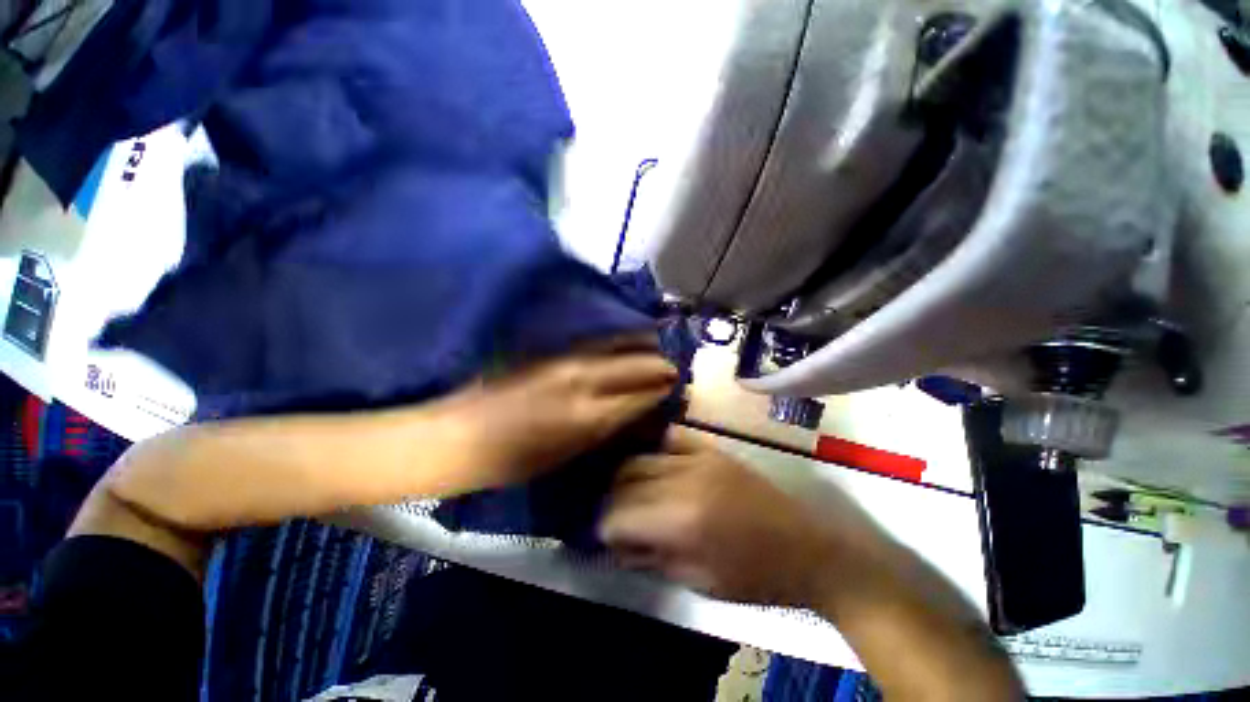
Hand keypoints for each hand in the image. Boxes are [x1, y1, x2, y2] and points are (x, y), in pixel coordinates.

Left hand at [436, 335, 677, 487]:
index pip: (641, 393)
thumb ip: (605, 426)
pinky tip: (625, 339)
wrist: (459, 434)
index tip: (675, 382)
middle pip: (636, 363)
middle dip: (659, 363)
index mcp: (589, 413)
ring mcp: (565, 357)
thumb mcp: (568, 453)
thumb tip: (634, 408)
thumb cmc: (514, 459)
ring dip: (641, 344)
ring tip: (656, 344)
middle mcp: (583, 377)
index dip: (661, 387)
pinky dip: (617, 338)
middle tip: (672, 364)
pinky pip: (596, 339)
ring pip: (618, 343)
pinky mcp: (550, 347)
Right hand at [599, 428, 897, 607]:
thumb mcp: (697, 580)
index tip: (605, 537)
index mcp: (682, 520)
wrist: (808, 548)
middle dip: (611, 500)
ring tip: (628, 492)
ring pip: (641, 455)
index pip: (619, 515)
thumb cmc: (754, 577)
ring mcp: (699, 456)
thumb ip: (650, 556)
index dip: (605, 529)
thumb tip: (616, 541)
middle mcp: (685, 478)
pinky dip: (654, 449)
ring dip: (626, 475)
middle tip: (615, 517)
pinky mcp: (712, 448)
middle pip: (625, 479)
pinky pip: (670, 437)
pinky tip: (651, 462)